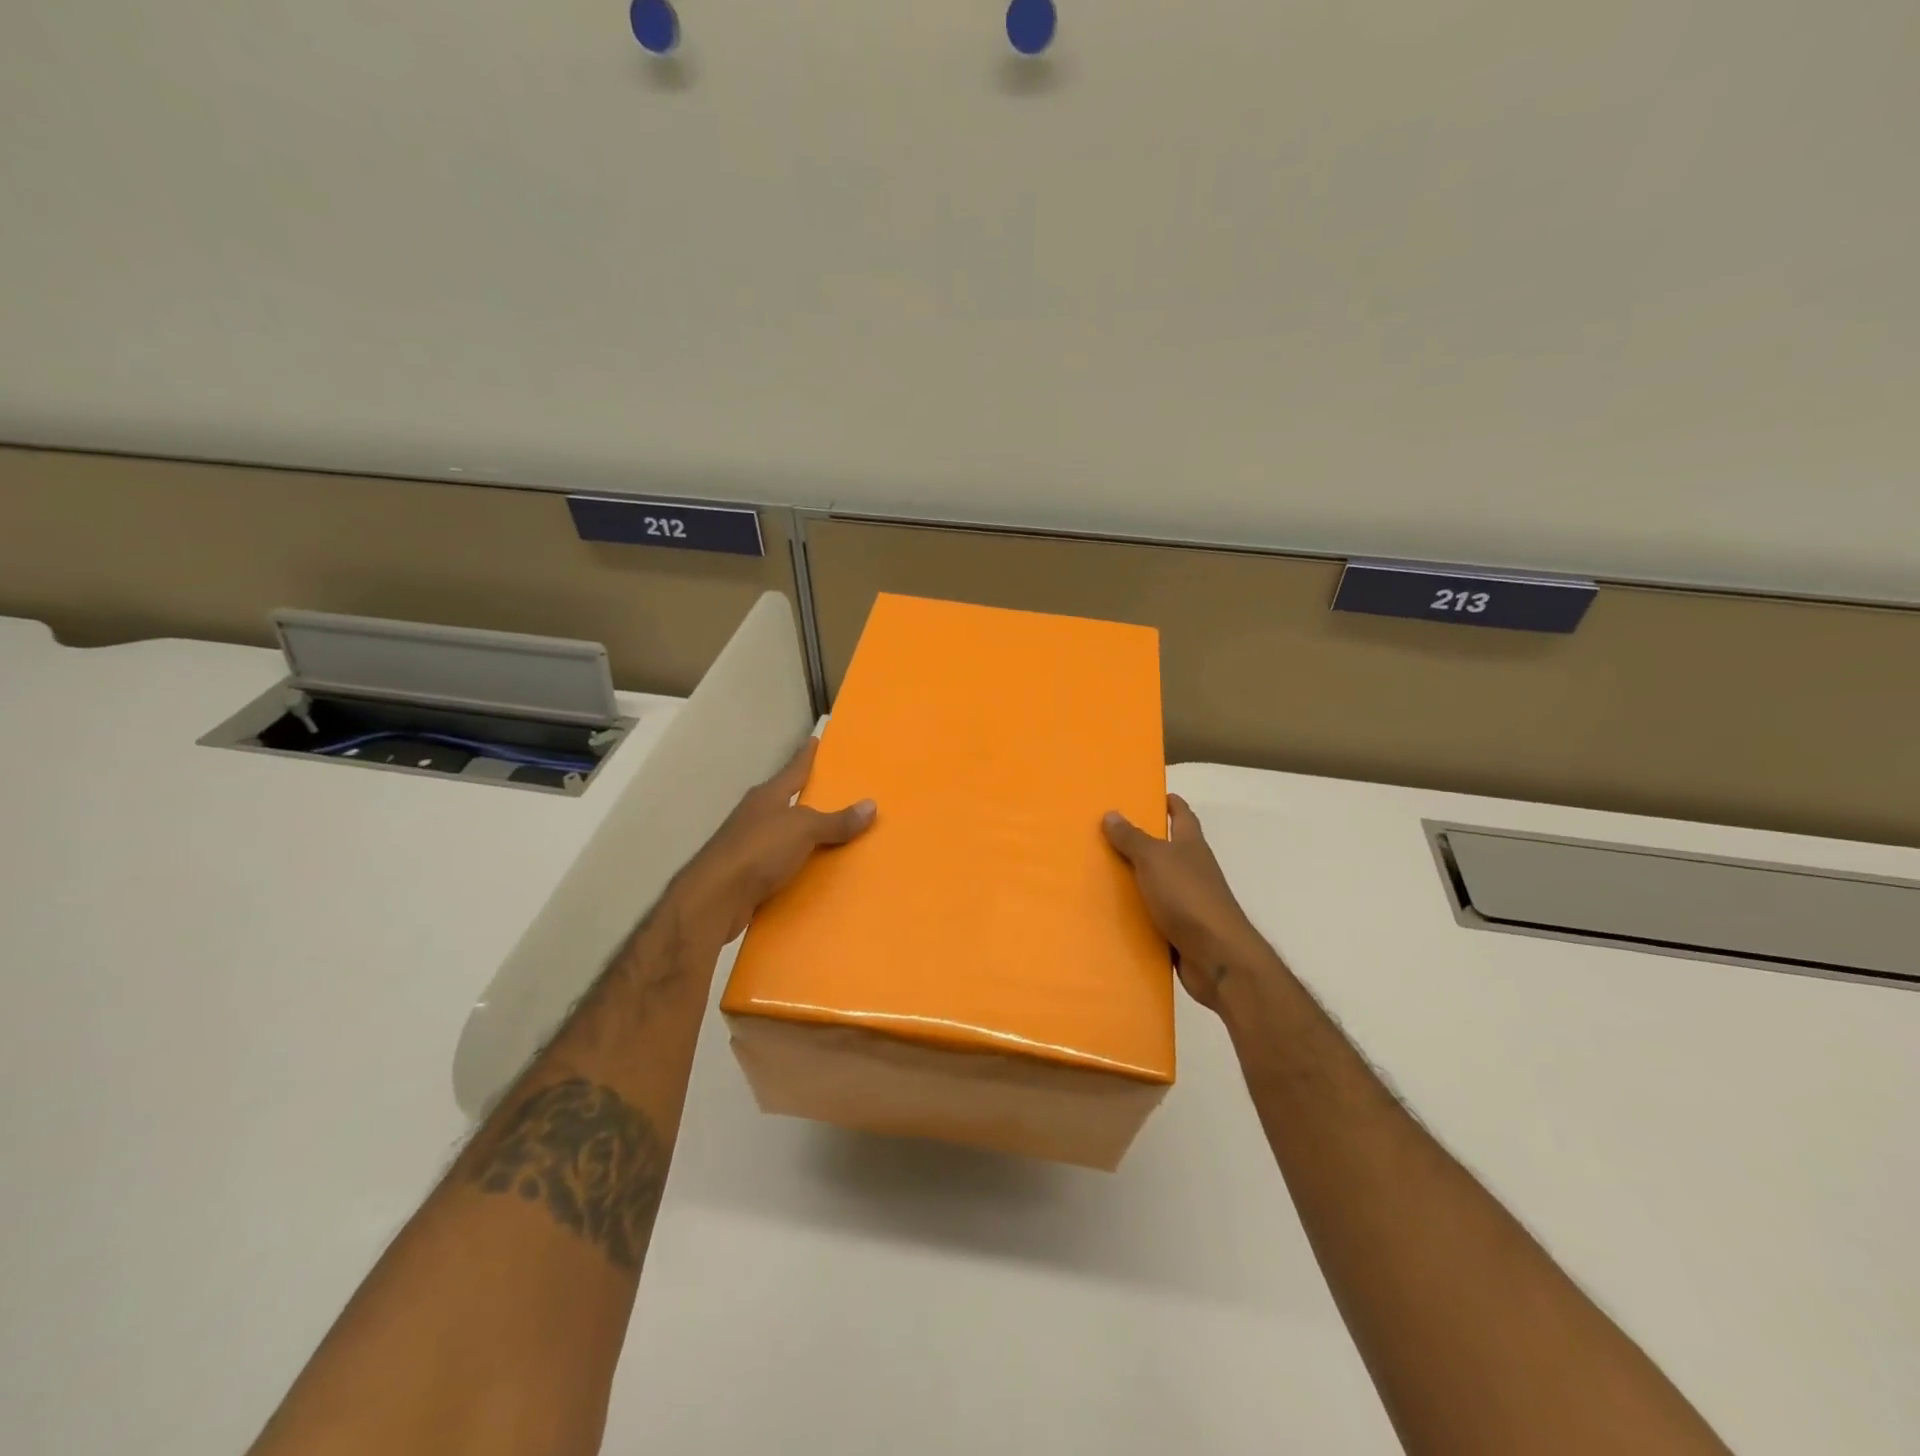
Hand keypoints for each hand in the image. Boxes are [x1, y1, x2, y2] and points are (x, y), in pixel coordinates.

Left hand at [671, 738, 875, 944]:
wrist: (715, 898)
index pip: (793, 769)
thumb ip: (836, 820)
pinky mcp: (748, 873)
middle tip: (839, 791)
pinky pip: (782, 862)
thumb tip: (871, 805)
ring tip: (836, 834)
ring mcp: (750, 844)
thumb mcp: (804, 829)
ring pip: (785, 832)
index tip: (816, 739)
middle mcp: (757, 815)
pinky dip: (799, 864)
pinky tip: (815, 870)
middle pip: (788, 800)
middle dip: (810, 796)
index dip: (806, 755)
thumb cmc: (759, 851)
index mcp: (768, 796)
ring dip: (805, 834)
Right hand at [1103, 794, 1261, 1012]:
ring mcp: (1189, 902)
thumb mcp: (1154, 859)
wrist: (1216, 956)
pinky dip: (1137, 913)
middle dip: (1145, 841)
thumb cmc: (1187, 896)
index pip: (1183, 816)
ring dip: (1137, 879)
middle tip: (1110, 833)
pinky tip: (1113, 914)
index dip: (1172, 804)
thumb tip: (1112, 813)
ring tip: (1101, 874)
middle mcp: (1193, 870)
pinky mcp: (1181, 931)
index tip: (1155, 794)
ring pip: (1159, 884)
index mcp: (1191, 846)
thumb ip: (1132, 838)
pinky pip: (1154, 916)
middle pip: (1169, 849)